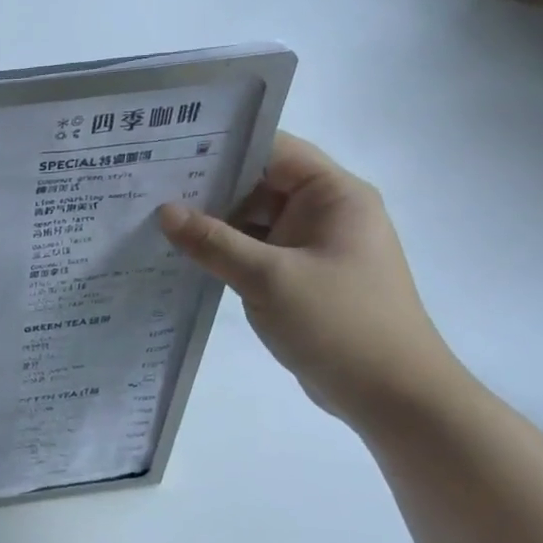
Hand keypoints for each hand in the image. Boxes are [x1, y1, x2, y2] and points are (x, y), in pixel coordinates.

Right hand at [158, 133, 462, 428]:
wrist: (393, 396)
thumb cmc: (340, 324)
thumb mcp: (269, 279)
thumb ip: (214, 242)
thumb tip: (164, 212)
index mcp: (334, 195)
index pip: (273, 150)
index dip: (225, 146)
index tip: (170, 151)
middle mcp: (327, 213)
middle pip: (260, 185)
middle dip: (209, 188)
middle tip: (149, 188)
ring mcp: (315, 247)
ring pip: (255, 222)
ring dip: (214, 226)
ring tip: (155, 221)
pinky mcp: (303, 278)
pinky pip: (258, 253)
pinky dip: (227, 254)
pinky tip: (185, 258)